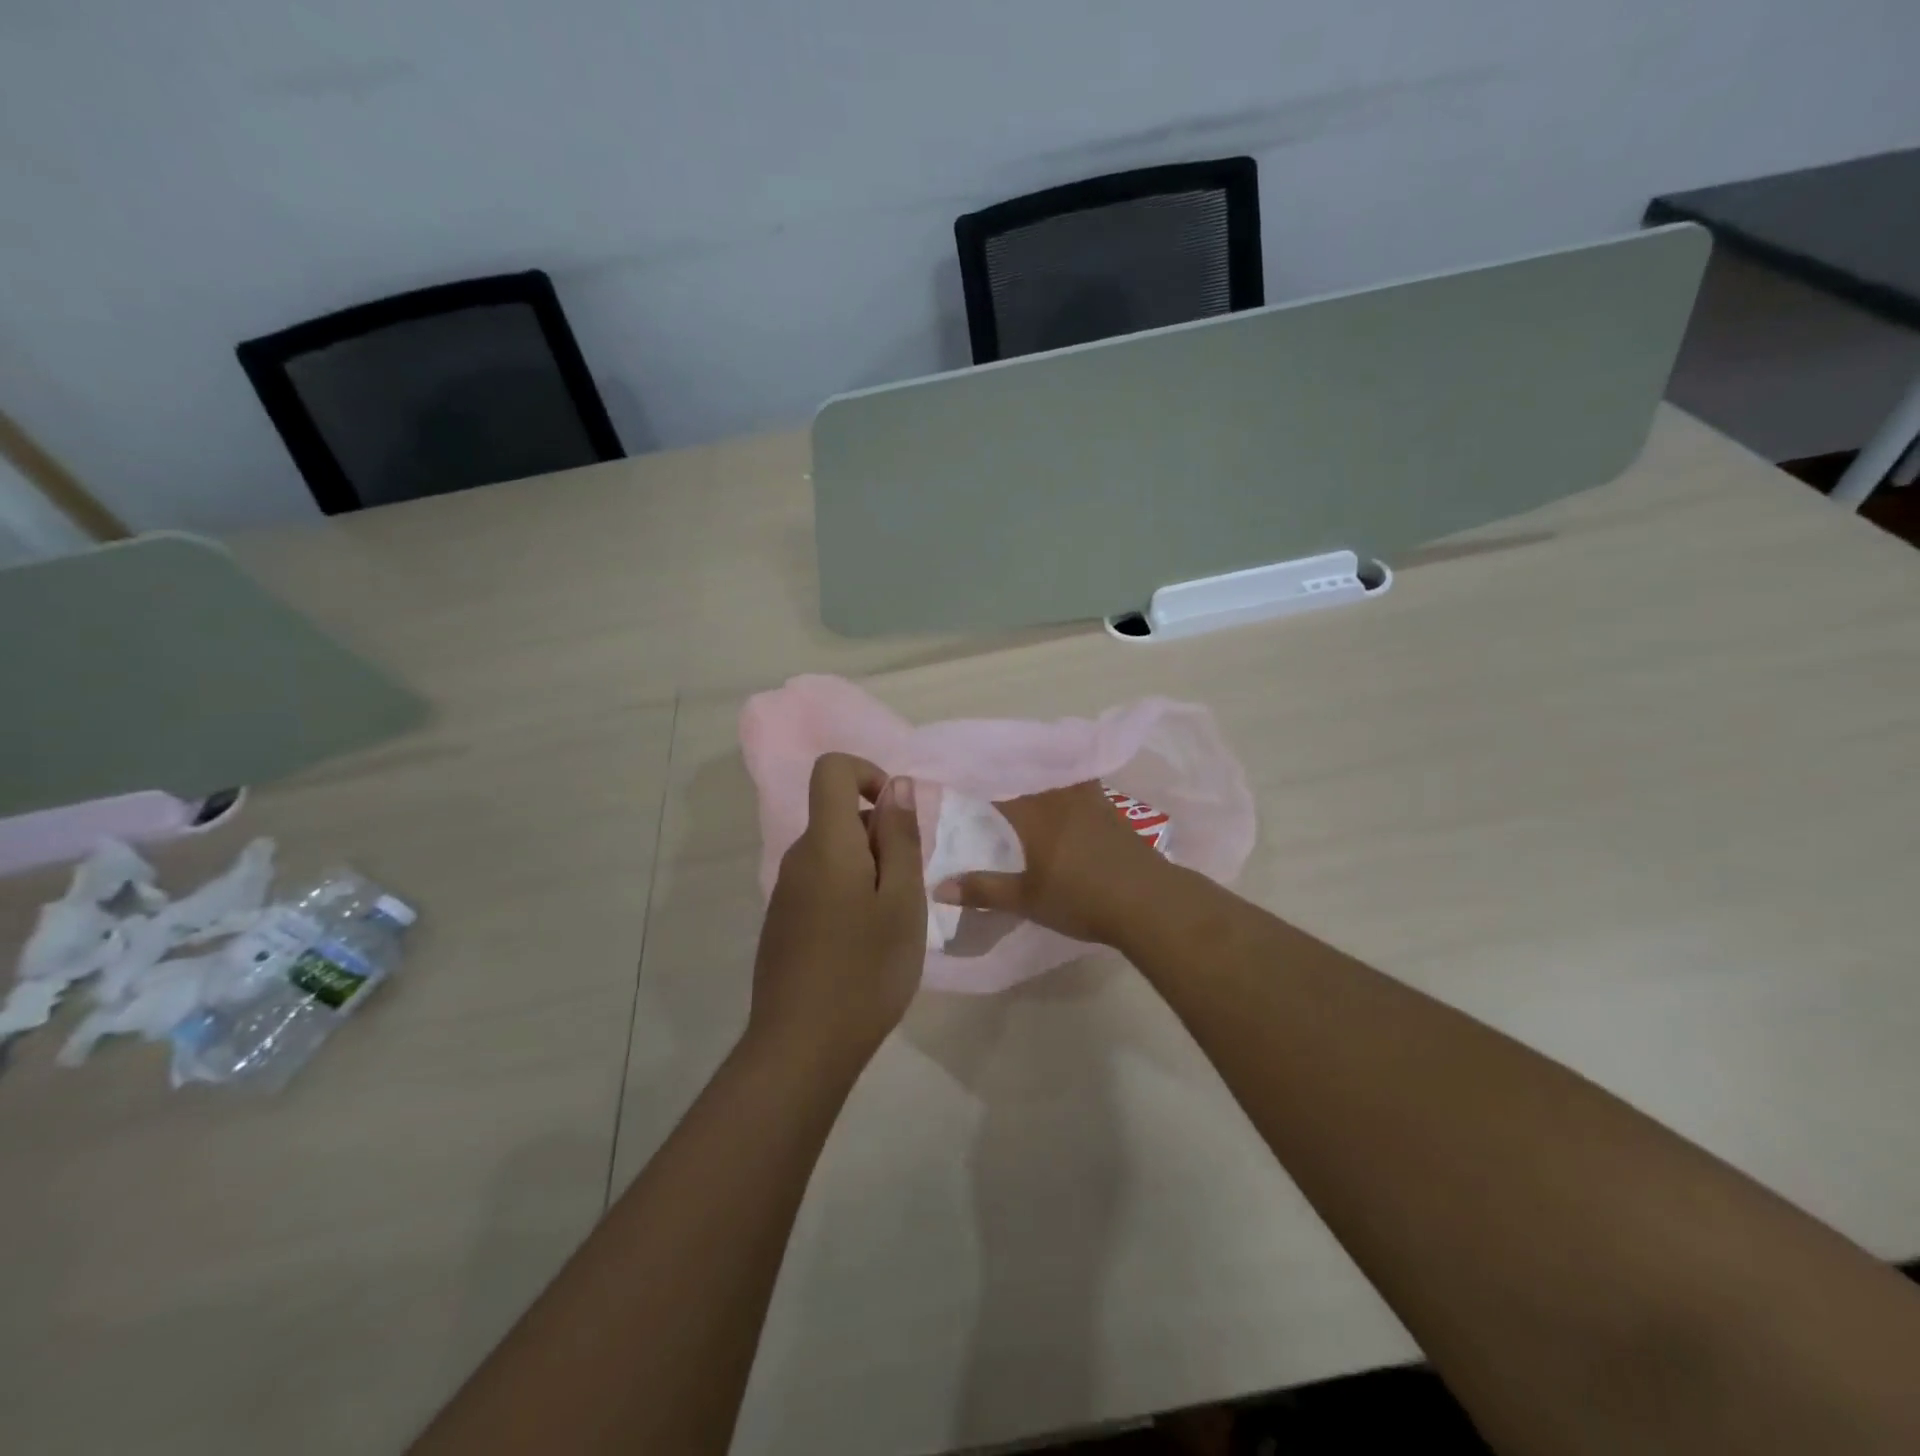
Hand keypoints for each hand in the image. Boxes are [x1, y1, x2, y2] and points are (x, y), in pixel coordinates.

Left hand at [750, 753, 925, 1073]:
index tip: (896, 817)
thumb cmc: (866, 969)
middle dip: (879, 836)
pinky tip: (862, 945)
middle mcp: (797, 858)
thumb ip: (900, 837)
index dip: (868, 774)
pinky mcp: (782, 923)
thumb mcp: (903, 900)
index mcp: (826, 843)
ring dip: (868, 870)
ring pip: (833, 854)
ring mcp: (785, 892)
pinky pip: (820, 884)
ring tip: (889, 923)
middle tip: (907, 889)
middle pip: (837, 816)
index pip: (832, 770)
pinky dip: (849, 894)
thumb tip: (898, 785)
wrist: (802, 1046)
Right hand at [932, 781, 1173, 944]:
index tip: (955, 769)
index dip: (975, 775)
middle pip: (1029, 769)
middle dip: (1005, 764)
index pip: (998, 785)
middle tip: (984, 761)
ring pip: (1057, 771)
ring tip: (1022, 764)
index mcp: (1035, 814)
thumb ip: (983, 890)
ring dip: (1038, 764)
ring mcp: (1090, 800)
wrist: (1149, 901)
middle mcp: (1060, 797)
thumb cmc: (1082, 899)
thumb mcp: (1027, 900)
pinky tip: (1063, 786)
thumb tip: (938, 887)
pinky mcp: (1110, 809)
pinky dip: (1064, 776)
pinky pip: (1079, 780)